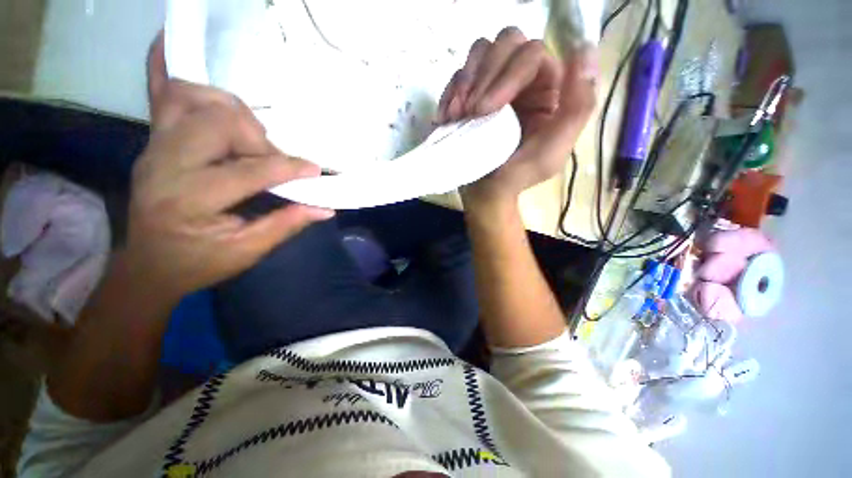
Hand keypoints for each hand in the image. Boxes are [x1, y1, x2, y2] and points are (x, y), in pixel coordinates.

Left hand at [126, 33, 332, 303]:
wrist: (149, 264)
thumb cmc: (199, 263)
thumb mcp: (247, 252)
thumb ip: (286, 225)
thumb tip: (325, 209)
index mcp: (189, 201)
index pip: (247, 171)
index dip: (287, 168)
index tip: (314, 170)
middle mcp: (165, 165)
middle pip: (218, 122)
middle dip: (257, 139)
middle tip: (272, 161)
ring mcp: (154, 147)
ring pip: (193, 99)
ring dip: (232, 112)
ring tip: (249, 139)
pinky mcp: (154, 140)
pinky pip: (162, 94)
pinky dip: (176, 73)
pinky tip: (176, 47)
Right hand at [437, 27, 597, 207]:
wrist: (486, 193)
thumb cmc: (518, 177)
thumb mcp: (553, 150)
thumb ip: (577, 107)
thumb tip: (585, 51)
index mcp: (548, 89)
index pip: (531, 53)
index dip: (506, 74)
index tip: (484, 110)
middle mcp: (522, 81)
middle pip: (505, 42)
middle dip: (482, 76)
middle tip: (469, 112)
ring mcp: (494, 86)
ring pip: (479, 52)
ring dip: (464, 82)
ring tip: (457, 115)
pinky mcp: (470, 97)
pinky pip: (457, 75)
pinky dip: (449, 93)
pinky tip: (446, 117)